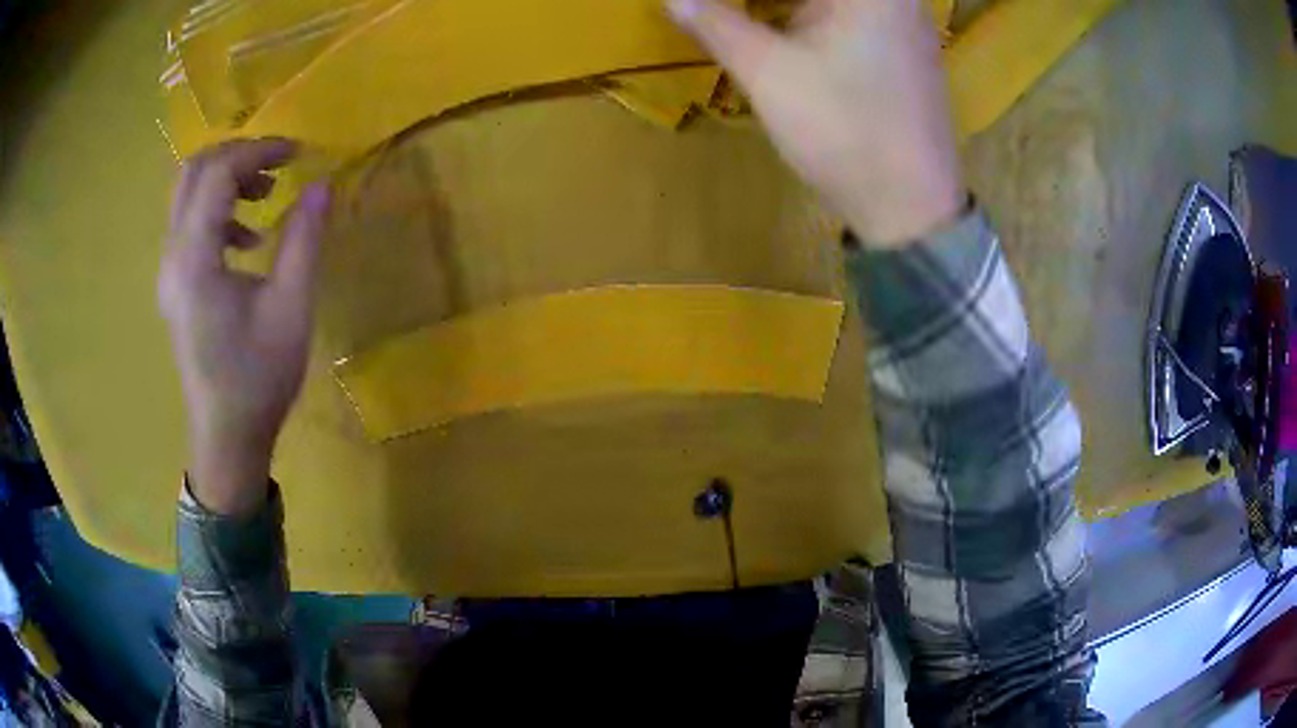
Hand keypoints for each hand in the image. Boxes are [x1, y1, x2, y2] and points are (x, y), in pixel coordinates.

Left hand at [159, 139, 329, 515]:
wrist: (226, 437)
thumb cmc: (257, 378)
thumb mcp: (290, 307)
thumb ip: (304, 239)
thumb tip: (322, 184)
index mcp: (194, 258)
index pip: (217, 174)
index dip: (259, 151)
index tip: (298, 151)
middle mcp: (172, 256)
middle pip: (193, 172)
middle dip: (238, 156)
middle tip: (278, 164)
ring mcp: (169, 271)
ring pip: (187, 195)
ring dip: (226, 180)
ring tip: (266, 195)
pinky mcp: (175, 285)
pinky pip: (189, 224)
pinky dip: (218, 210)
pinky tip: (248, 237)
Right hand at [668, 0, 964, 245]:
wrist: (910, 207)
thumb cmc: (844, 131)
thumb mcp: (769, 72)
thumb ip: (715, 24)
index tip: (708, 6)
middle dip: (760, 1)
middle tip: (715, 13)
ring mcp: (900, 22)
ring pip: (828, 2)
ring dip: (778, 7)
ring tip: (733, 19)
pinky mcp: (899, 49)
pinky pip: (843, 16)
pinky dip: (804, 18)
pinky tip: (770, 29)